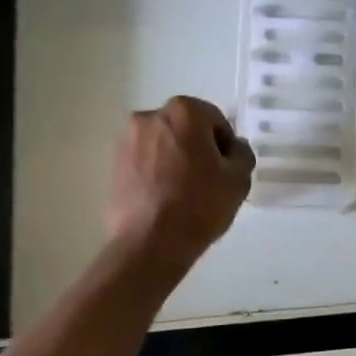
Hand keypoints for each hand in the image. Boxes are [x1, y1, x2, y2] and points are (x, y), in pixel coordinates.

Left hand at [106, 96, 255, 261]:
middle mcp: (150, 116)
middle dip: (197, 148)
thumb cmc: (200, 204)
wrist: (150, 244)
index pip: (215, 120)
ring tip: (183, 192)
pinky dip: (155, 172)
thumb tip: (233, 148)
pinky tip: (163, 199)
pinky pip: (144, 162)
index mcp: (184, 111)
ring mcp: (127, 140)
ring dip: (174, 159)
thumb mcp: (239, 179)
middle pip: (185, 128)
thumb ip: (242, 153)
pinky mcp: (113, 165)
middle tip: (207, 180)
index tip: (226, 170)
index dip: (225, 145)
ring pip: (162, 144)